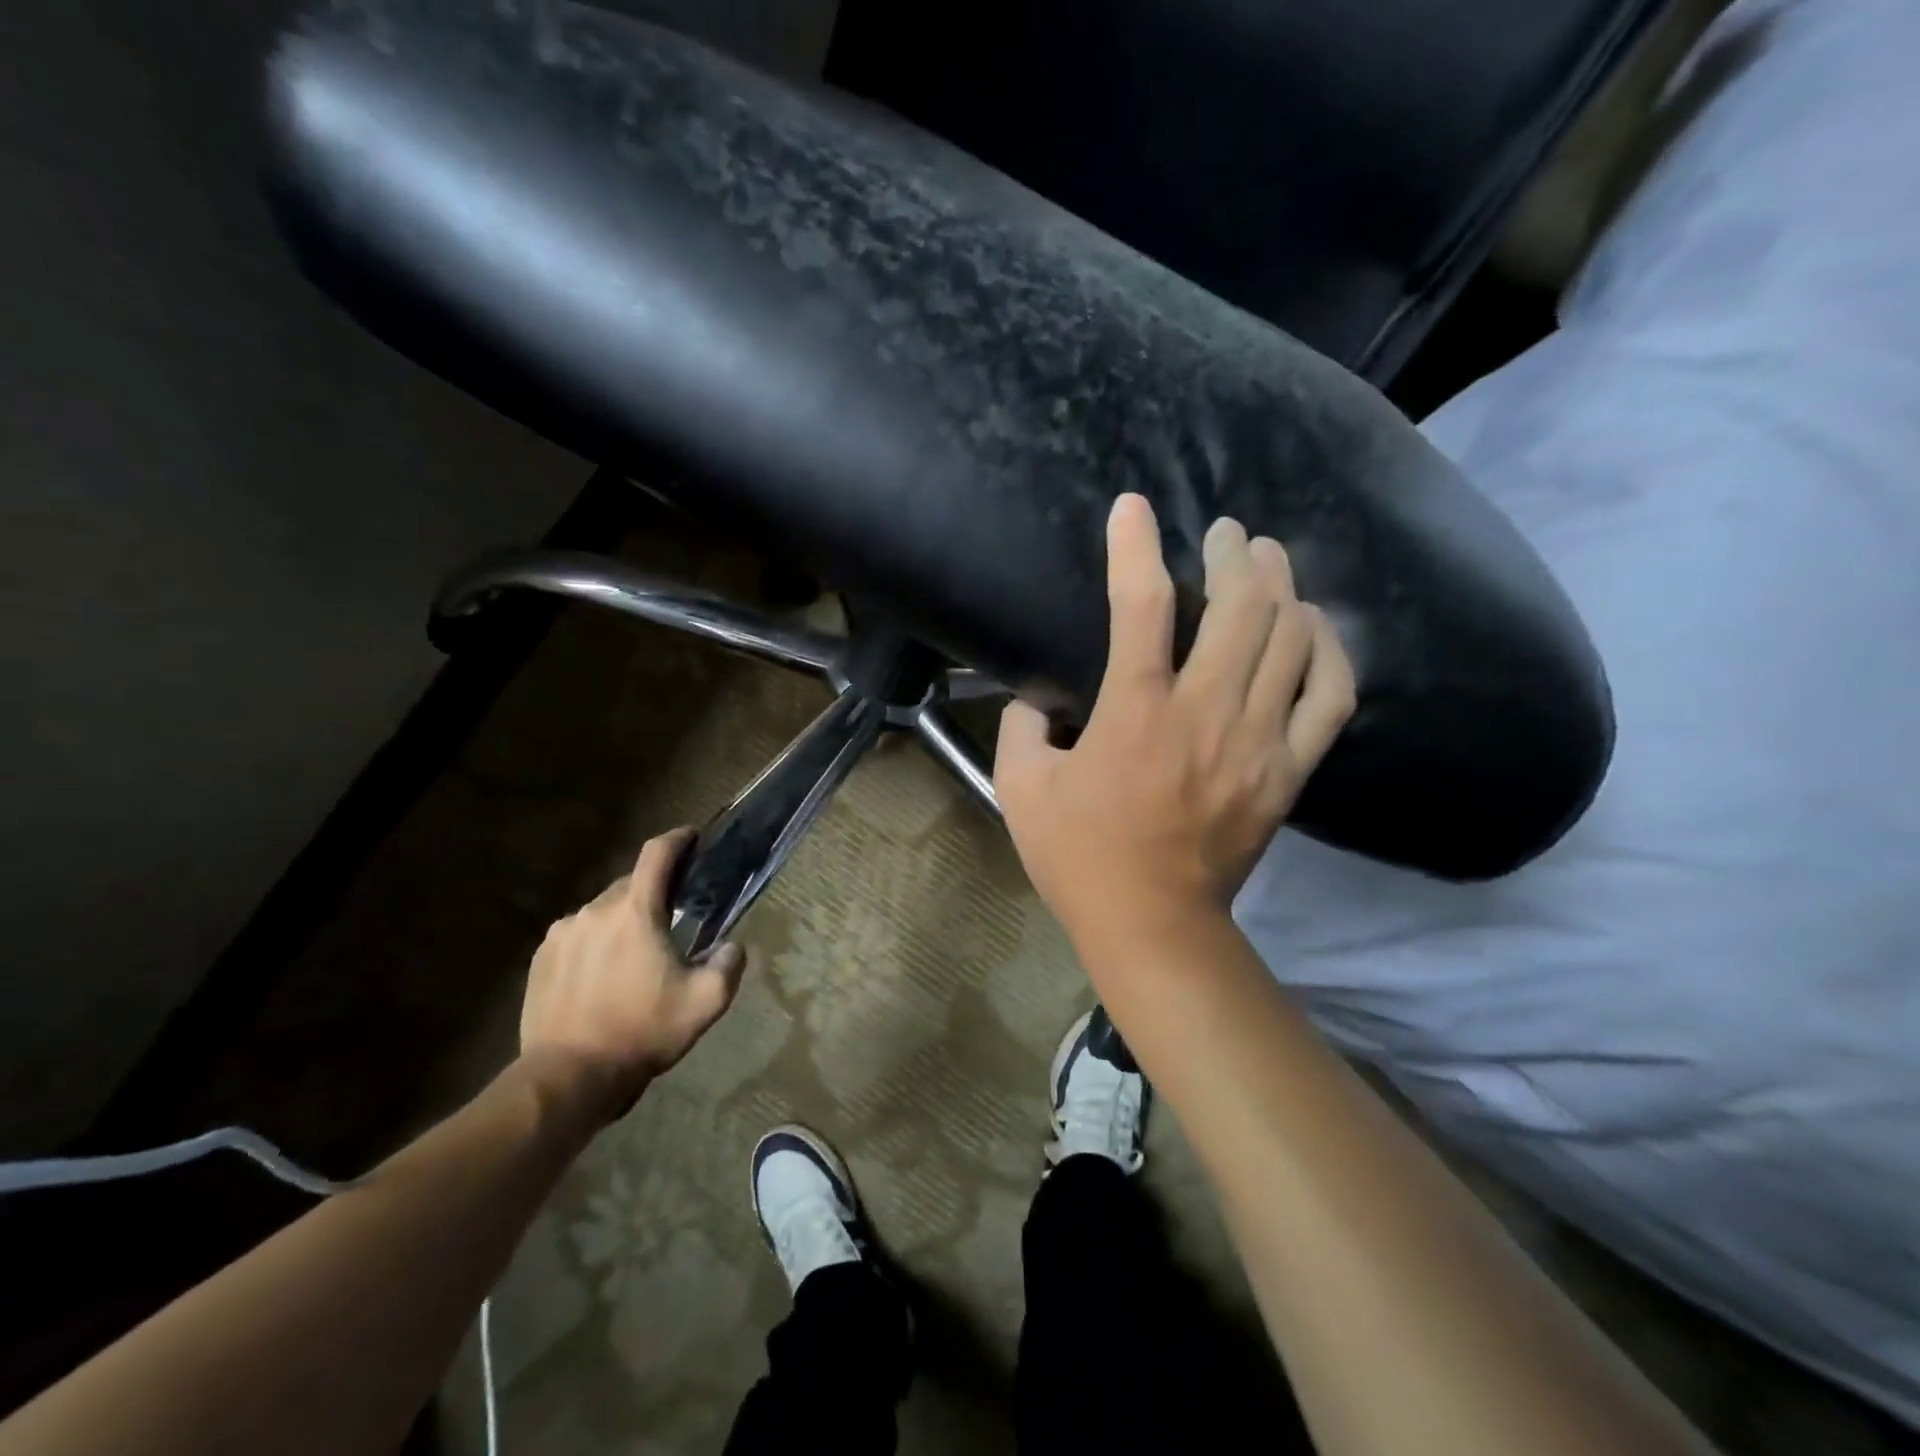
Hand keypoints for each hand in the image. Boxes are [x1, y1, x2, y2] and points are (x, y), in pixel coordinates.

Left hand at [518, 827, 746, 1125]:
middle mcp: (594, 910)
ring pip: (602, 912)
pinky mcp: (540, 959)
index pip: (657, 854)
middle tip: (673, 919)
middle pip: (630, 884)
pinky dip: (596, 943)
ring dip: (623, 921)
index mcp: (636, 911)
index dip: (678, 839)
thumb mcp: (706, 1002)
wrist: (567, 1078)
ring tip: (635, 955)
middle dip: (654, 893)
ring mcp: (561, 934)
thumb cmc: (641, 1032)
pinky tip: (603, 975)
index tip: (693, 838)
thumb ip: (729, 964)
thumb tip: (731, 945)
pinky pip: (577, 935)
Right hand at [994, 493, 1354, 944]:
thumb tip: (1039, 699)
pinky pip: (1331, 696)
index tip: (1133, 508)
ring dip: (1283, 586)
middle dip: (1234, 554)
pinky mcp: (1289, 770)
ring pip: (1291, 639)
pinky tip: (1315, 627)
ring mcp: (1257, 741)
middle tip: (1225, 533)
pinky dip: (1329, 651)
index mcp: (1134, 713)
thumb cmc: (1079, 858)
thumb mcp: (1020, 790)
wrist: (1153, 926)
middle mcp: (1204, 713)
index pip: (1140, 604)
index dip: (1134, 545)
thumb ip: (1023, 728)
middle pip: (1241, 607)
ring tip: (1269, 562)